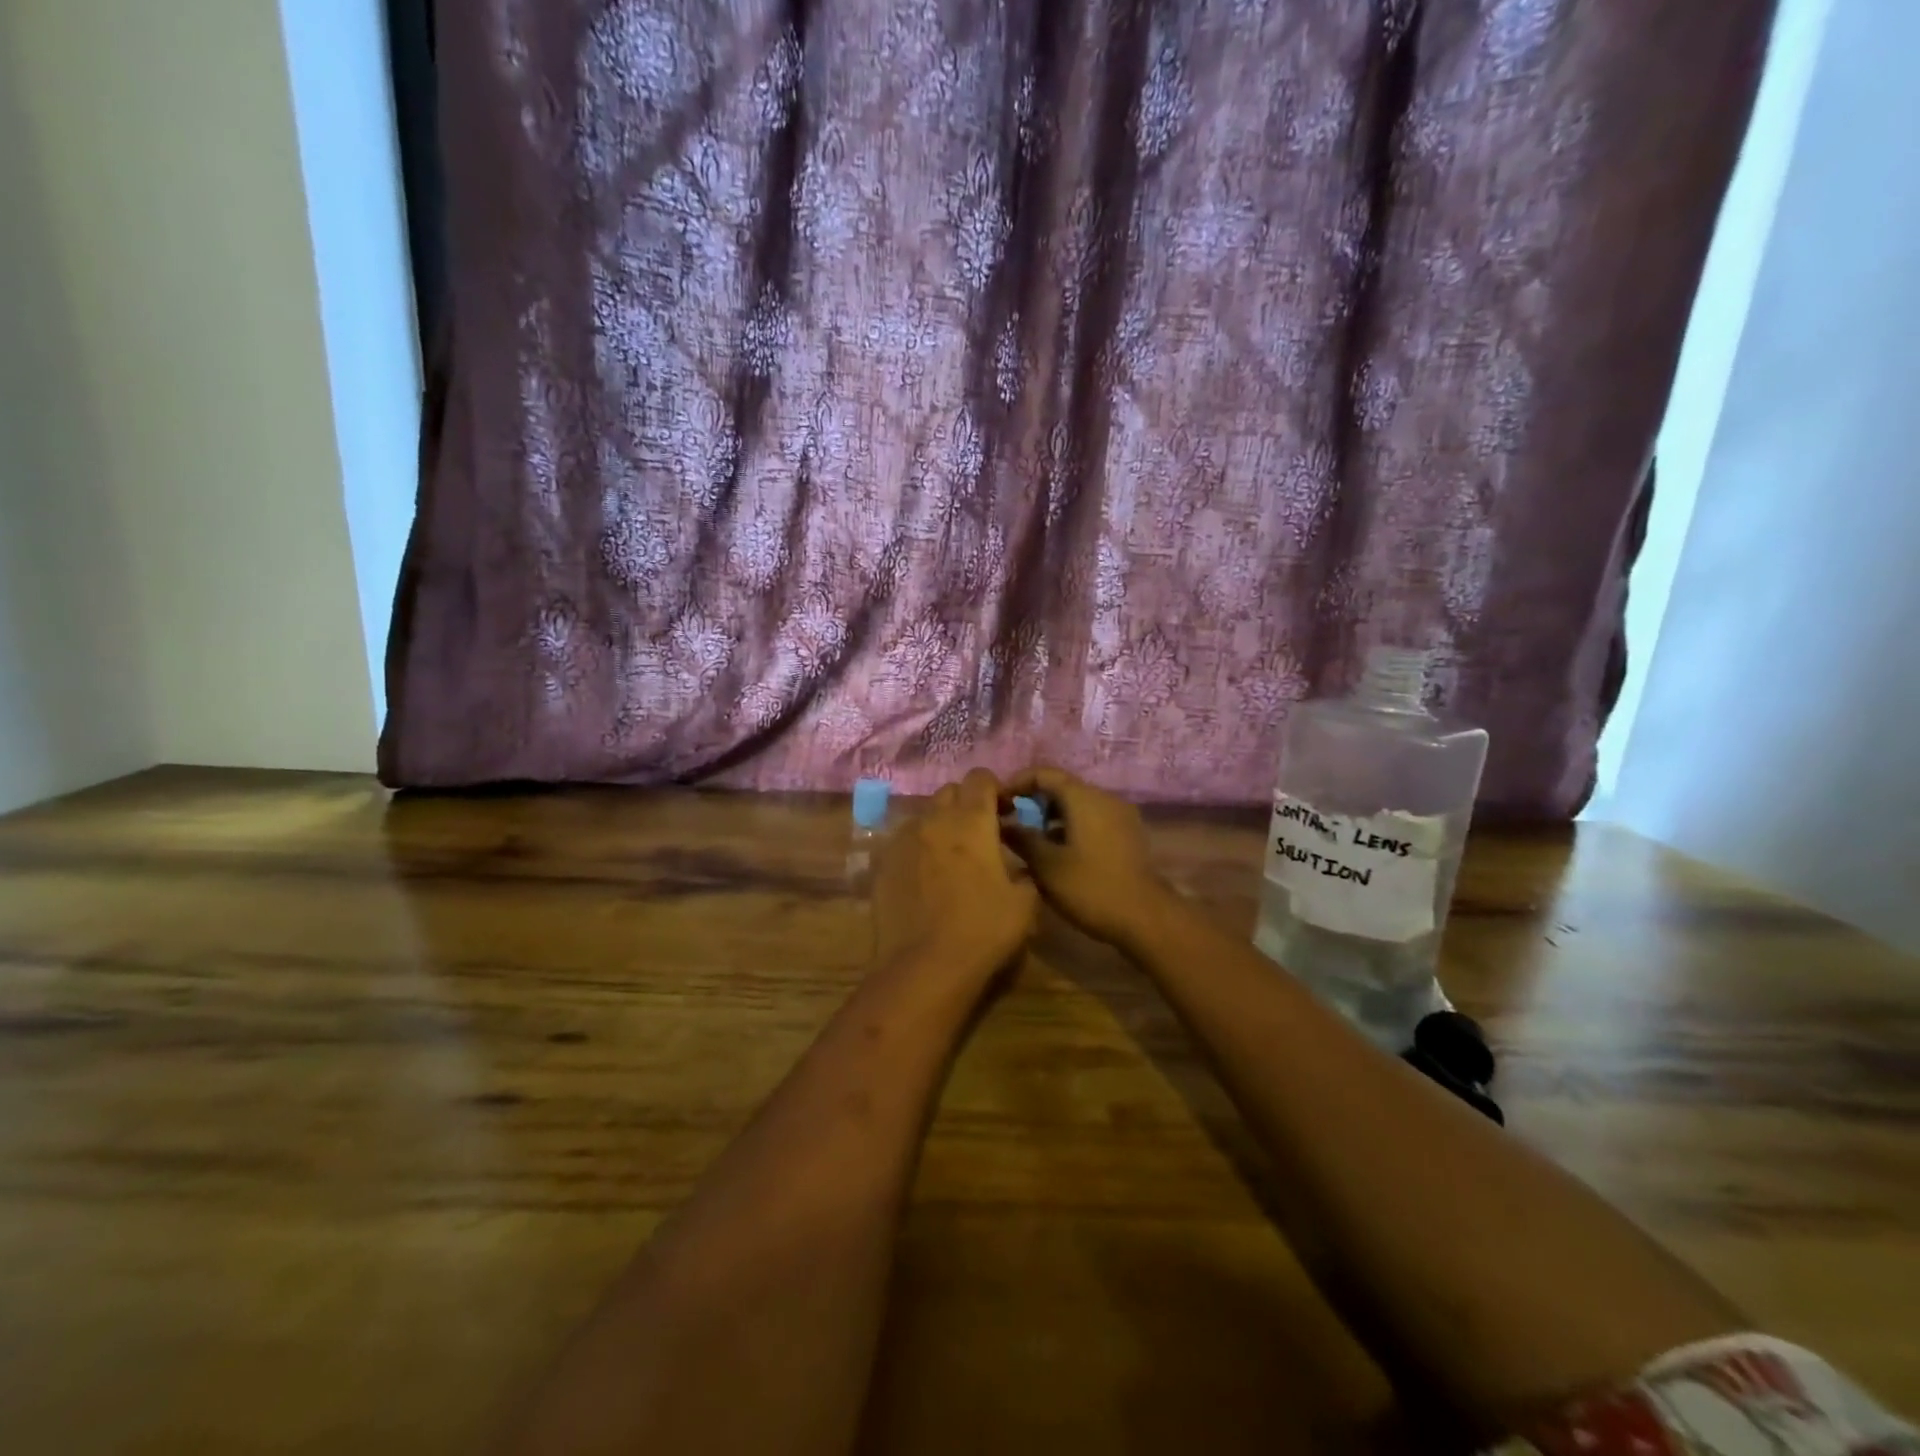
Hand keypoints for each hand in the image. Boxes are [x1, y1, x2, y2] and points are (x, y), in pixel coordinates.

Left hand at [872, 769, 1038, 981]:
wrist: (924, 967)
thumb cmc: (982, 931)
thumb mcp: (1024, 904)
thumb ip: (1023, 874)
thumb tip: (1015, 868)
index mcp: (971, 821)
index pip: (980, 778)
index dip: (994, 789)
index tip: (1004, 811)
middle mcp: (934, 820)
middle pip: (950, 791)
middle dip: (966, 803)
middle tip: (980, 832)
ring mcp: (902, 840)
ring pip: (924, 816)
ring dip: (941, 825)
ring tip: (951, 856)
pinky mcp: (882, 863)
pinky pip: (904, 842)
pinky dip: (918, 848)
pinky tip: (925, 877)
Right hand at [1002, 767, 1176, 949]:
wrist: (1146, 918)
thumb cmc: (1090, 887)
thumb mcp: (1046, 865)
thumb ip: (1021, 838)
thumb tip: (1002, 822)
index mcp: (1084, 797)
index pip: (1044, 773)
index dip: (1017, 783)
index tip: (997, 803)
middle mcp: (1104, 798)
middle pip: (1062, 787)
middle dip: (1033, 803)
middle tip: (1011, 825)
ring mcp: (1120, 816)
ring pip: (1077, 805)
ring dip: (1052, 818)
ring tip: (1031, 843)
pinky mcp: (1127, 835)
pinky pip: (1092, 820)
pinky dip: (1071, 828)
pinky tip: (1059, 854)